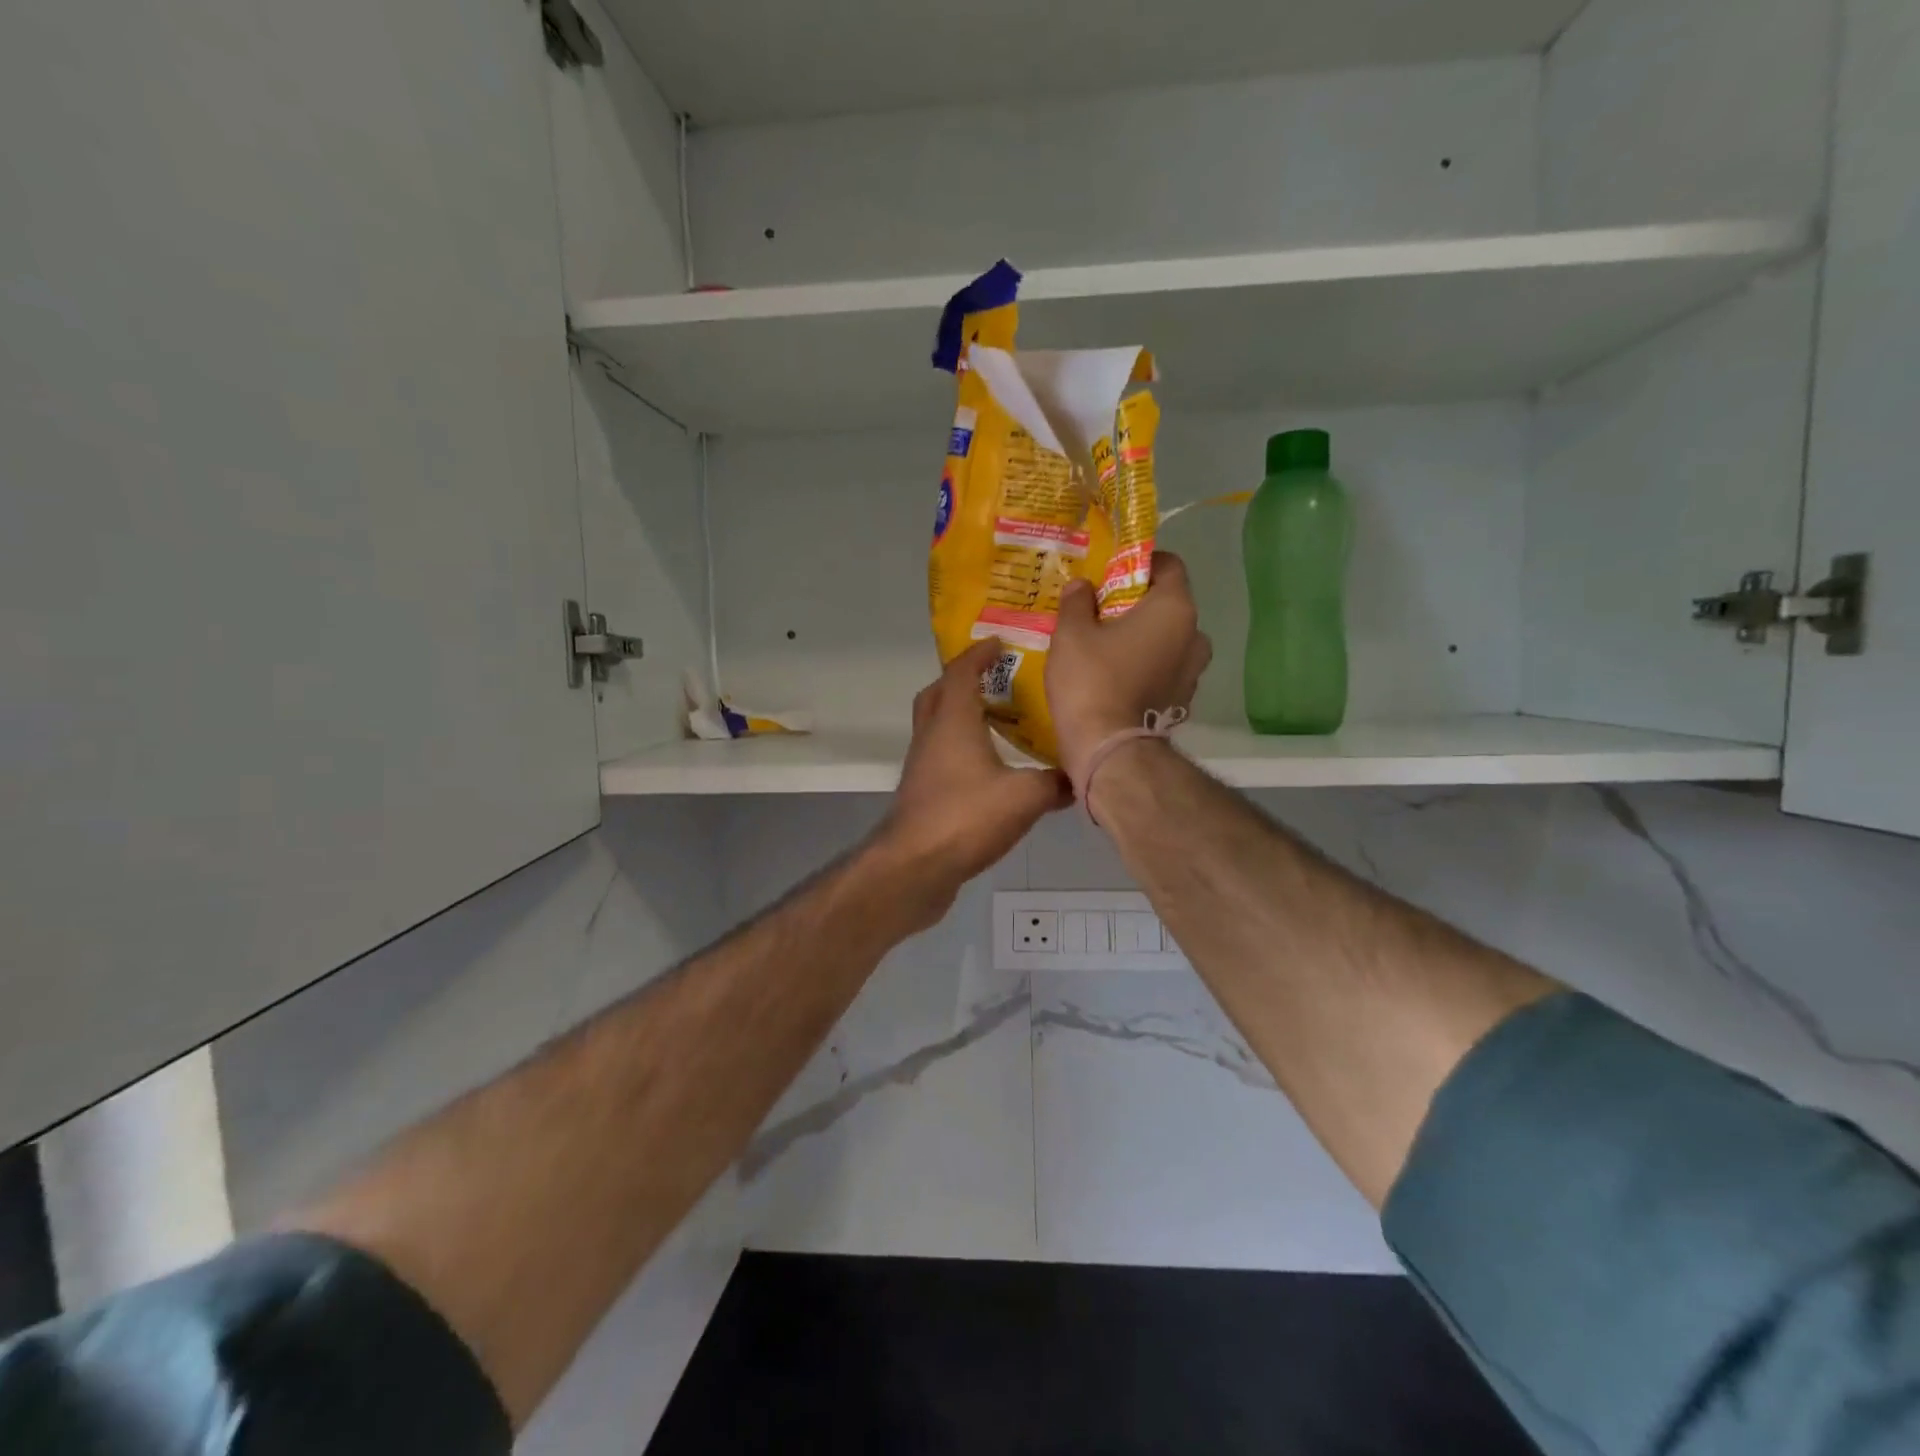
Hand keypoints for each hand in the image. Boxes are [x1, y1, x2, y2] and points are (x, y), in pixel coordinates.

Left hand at [871, 638, 1071, 921]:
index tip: (999, 644)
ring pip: (937, 726)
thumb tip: (1079, 778)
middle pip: (938, 694)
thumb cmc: (965, 818)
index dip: (979, 654)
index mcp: (953, 721)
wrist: (914, 867)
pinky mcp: (922, 793)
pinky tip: (989, 769)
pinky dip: (961, 749)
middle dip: (963, 680)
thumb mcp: (1024, 797)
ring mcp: (922, 765)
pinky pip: (941, 756)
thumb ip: (1054, 783)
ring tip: (997, 721)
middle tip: (995, 679)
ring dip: (961, 716)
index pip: (961, 672)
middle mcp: (931, 735)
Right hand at [1047, 551, 1211, 789]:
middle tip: (1101, 614)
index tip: (1110, 575)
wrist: (1108, 750)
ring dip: (1143, 639)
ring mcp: (1193, 673)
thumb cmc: (1091, 680)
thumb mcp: (1071, 633)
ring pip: (1168, 641)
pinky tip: (1116, 678)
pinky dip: (1146, 668)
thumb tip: (1082, 586)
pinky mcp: (1182, 702)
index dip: (1140, 564)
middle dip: (1137, 605)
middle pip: (1168, 605)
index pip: (1169, 565)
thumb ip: (1077, 601)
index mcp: (1175, 608)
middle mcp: (1195, 636)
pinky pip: (1165, 671)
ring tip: (1107, 649)